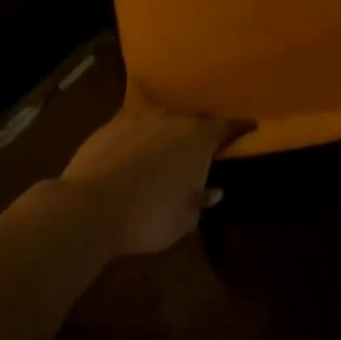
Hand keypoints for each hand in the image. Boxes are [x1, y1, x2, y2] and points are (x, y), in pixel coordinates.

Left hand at [60, 112, 246, 256]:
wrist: (89, 205)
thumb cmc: (147, 217)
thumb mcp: (183, 221)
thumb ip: (199, 202)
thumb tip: (210, 191)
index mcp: (198, 138)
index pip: (227, 126)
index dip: (240, 127)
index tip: (250, 127)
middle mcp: (172, 119)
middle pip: (193, 121)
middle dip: (199, 134)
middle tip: (200, 151)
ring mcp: (138, 118)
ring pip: (161, 121)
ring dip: (166, 135)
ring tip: (163, 154)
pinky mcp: (109, 125)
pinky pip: (133, 128)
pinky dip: (138, 139)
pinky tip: (131, 157)